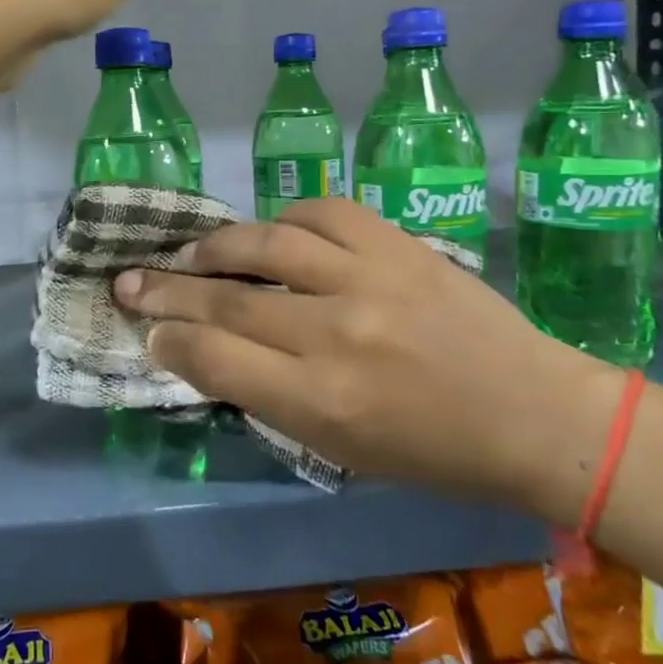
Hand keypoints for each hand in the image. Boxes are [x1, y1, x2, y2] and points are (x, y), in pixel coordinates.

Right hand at [111, 198, 620, 519]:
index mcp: (322, 403)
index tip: (148, 330)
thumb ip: (269, 398)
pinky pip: (322, 211)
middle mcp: (336, 335)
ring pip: (265, 244)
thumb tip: (205, 351)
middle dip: (165, 290)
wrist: (535, 414)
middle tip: (127, 279)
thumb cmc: (433, 452)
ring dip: (215, 246)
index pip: (216, 360)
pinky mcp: (398, 244)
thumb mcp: (341, 452)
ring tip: (190, 252)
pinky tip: (273, 231)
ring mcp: (368, 280)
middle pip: (227, 299)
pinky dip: (286, 218)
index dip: (169, 341)